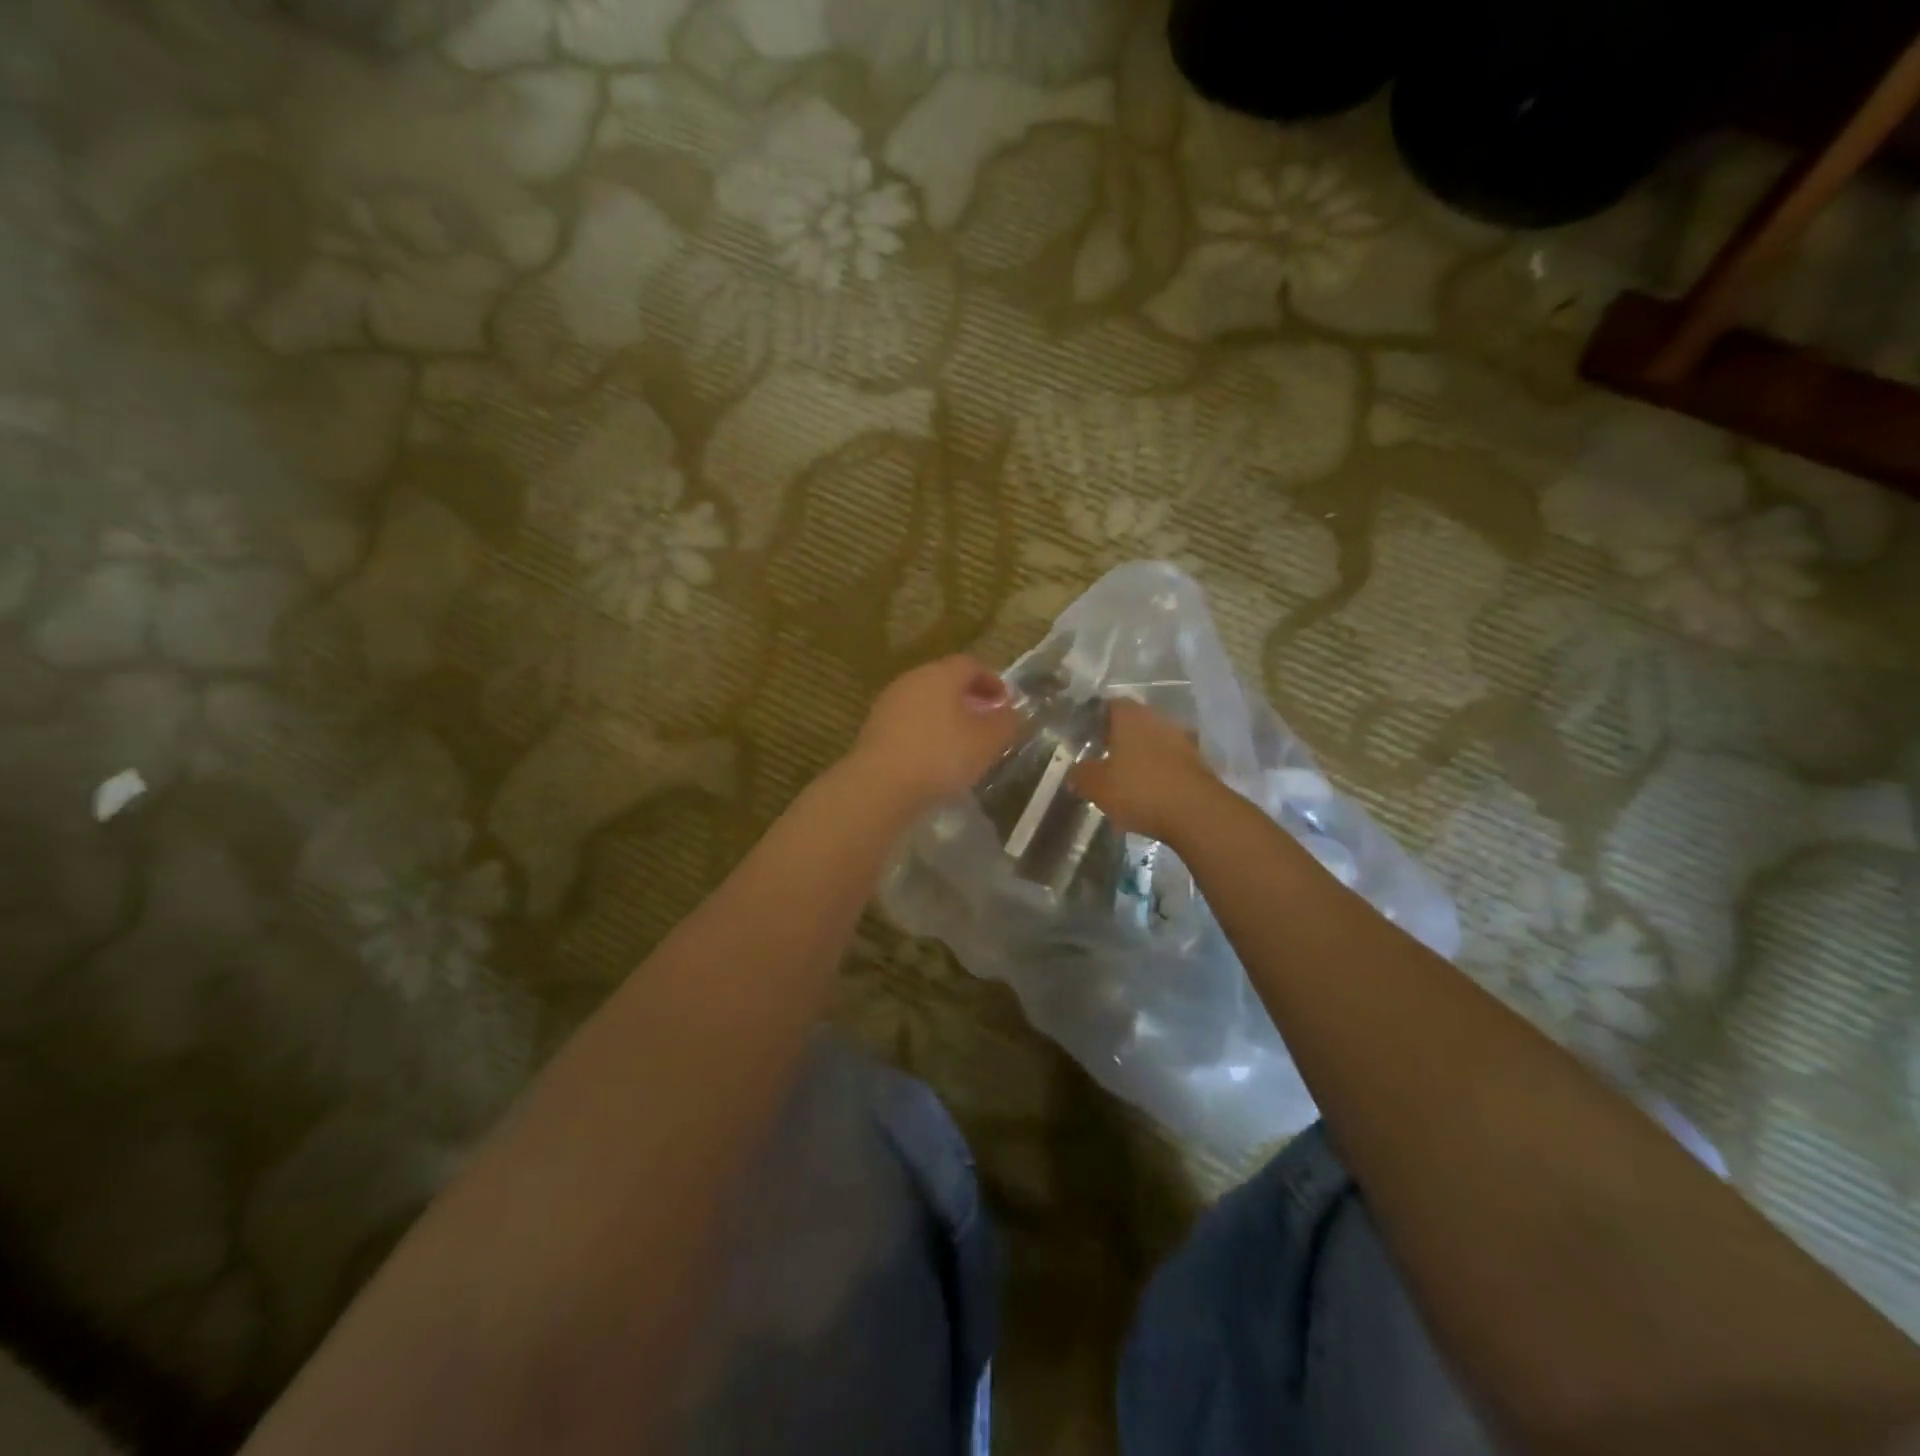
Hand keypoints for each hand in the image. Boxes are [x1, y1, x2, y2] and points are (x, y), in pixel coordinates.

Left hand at [845, 656, 1019, 817]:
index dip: (991, 681)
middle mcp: (911, 680)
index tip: (1005, 703)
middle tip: (985, 721)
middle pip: (944, 681)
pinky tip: (934, 758)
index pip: (970, 665)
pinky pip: (908, 723)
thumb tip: (1010, 712)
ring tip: (961, 743)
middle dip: (968, 698)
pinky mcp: (874, 729)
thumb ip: (1005, 722)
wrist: (881, 785)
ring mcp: (888, 704)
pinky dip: (925, 733)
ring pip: (924, 702)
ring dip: (945, 717)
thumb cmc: (942, 755)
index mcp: (940, 674)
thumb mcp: (987, 741)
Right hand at [1072, 698, 1217, 842]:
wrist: (1196, 813)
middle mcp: (1158, 719)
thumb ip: (1081, 774)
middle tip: (1102, 757)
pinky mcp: (1197, 762)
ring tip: (1125, 777)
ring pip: (1153, 740)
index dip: (1096, 718)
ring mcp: (1182, 739)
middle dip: (1118, 737)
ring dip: (1140, 754)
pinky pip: (1170, 760)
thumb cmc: (1139, 790)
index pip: (1110, 704)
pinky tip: (1149, 790)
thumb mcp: (1097, 786)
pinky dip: (1158, 770)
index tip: (1086, 736)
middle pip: (1133, 722)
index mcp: (1131, 717)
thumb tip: (1074, 771)